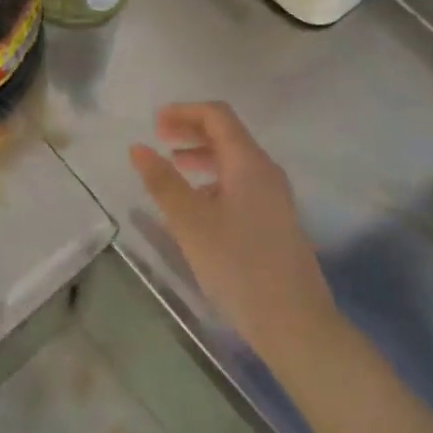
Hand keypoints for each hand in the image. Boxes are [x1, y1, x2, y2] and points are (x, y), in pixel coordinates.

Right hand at [129, 102, 340, 365]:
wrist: (294, 320)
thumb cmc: (238, 265)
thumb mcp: (191, 222)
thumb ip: (163, 182)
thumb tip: (138, 148)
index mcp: (249, 163)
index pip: (218, 116)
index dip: (184, 112)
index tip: (154, 123)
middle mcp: (266, 171)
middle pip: (228, 135)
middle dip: (192, 131)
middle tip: (160, 140)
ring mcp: (275, 197)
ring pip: (235, 162)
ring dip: (202, 157)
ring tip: (173, 169)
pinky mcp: (276, 221)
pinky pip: (241, 185)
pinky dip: (214, 181)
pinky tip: (197, 207)